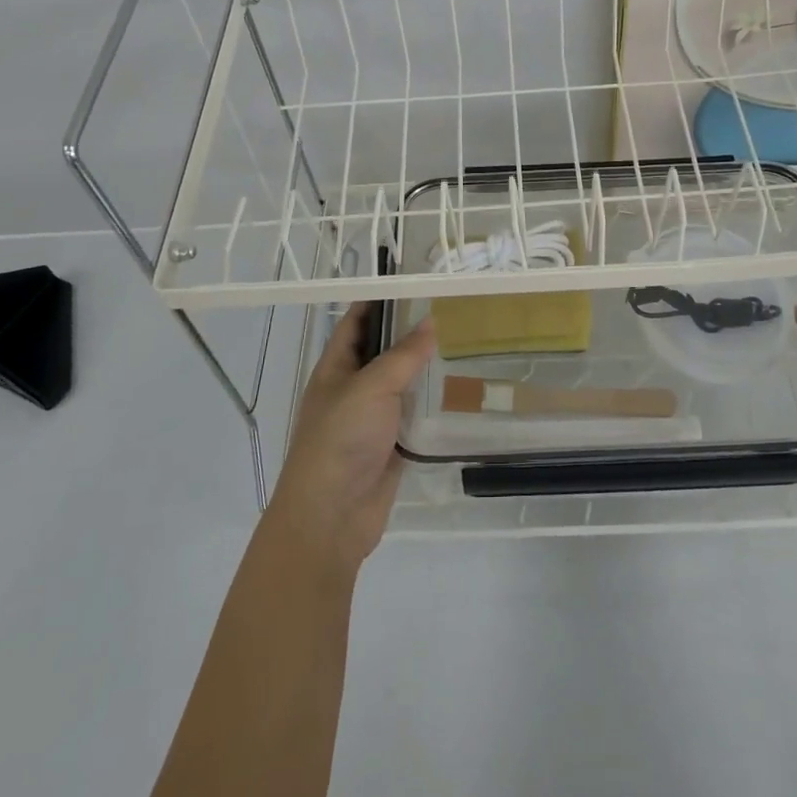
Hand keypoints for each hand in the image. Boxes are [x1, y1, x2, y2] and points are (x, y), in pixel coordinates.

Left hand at [266, 304, 435, 575]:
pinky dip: (433, 401)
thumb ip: (403, 355)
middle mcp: (353, 388)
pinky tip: (461, 387)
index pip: (357, 322)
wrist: (332, 516)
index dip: (380, 299)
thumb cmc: (340, 440)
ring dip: (426, 366)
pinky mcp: (392, 443)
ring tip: (464, 339)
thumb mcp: (371, 388)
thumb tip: (431, 321)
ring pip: (402, 382)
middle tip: (451, 307)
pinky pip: (415, 414)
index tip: (414, 280)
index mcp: (336, 368)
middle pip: (383, 351)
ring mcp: (373, 418)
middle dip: (410, 331)